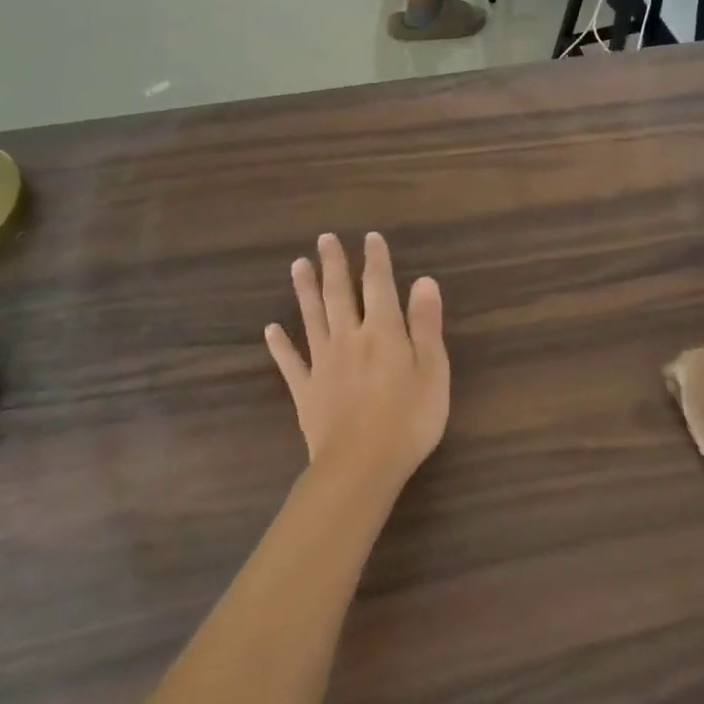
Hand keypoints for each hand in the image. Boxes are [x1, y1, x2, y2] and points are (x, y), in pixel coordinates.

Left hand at [266, 233, 449, 487]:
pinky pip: (290, 363)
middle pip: (339, 295)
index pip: (379, 286)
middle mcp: (349, 338)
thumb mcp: (433, 370)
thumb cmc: (409, 419)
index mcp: (382, 332)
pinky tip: (270, 330)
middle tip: (324, 239)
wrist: (361, 465)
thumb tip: (424, 281)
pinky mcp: (305, 391)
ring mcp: (323, 364)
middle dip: (333, 265)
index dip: (375, 260)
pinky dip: (280, 345)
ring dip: (305, 291)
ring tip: (298, 265)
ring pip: (312, 319)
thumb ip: (426, 324)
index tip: (370, 237)